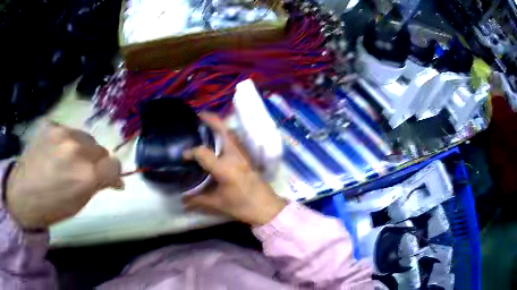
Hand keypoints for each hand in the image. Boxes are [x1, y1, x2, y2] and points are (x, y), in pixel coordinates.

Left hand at [5, 122, 122, 229]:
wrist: (22, 195)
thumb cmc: (51, 208)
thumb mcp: (78, 204)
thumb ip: (96, 186)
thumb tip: (114, 180)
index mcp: (87, 174)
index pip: (114, 164)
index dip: (113, 173)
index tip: (110, 180)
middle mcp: (78, 148)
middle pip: (100, 148)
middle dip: (97, 162)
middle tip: (85, 172)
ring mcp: (62, 133)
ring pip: (85, 137)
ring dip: (82, 149)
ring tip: (69, 160)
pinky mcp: (50, 125)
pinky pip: (66, 131)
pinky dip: (66, 142)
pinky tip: (55, 152)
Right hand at [183, 113, 286, 226]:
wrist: (266, 208)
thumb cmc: (242, 206)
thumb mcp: (218, 204)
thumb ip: (198, 200)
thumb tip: (182, 200)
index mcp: (224, 168)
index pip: (203, 153)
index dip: (191, 152)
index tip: (183, 156)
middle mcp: (234, 157)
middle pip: (224, 131)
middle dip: (211, 120)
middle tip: (199, 116)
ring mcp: (243, 155)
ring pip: (232, 133)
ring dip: (220, 126)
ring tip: (207, 124)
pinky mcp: (248, 158)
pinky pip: (236, 140)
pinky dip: (226, 134)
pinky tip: (220, 139)